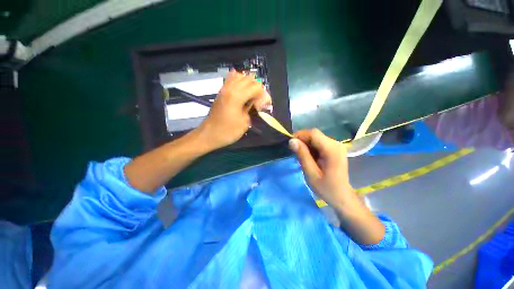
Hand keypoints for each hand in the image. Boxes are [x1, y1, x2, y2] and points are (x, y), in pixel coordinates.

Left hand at [196, 71, 270, 149]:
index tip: (264, 106)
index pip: (256, 87)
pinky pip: (231, 79)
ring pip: (240, 76)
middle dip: (258, 89)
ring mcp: (224, 88)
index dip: (263, 96)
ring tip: (252, 96)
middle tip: (259, 101)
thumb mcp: (245, 123)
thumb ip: (252, 110)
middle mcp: (230, 88)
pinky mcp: (221, 91)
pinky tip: (242, 90)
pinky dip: (239, 81)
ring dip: (249, 84)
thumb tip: (257, 103)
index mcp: (237, 96)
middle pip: (249, 79)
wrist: (209, 134)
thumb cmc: (228, 132)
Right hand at [289, 129, 354, 208]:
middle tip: (294, 152)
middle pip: (315, 134)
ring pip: (316, 138)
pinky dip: (311, 147)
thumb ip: (302, 155)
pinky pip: (319, 143)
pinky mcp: (334, 149)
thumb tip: (291, 141)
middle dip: (302, 140)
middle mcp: (336, 144)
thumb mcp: (311, 173)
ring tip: (301, 156)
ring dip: (306, 144)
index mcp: (332, 150)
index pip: (313, 133)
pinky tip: (308, 157)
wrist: (342, 196)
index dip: (300, 135)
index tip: (290, 144)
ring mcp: (336, 146)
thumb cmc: (326, 188)